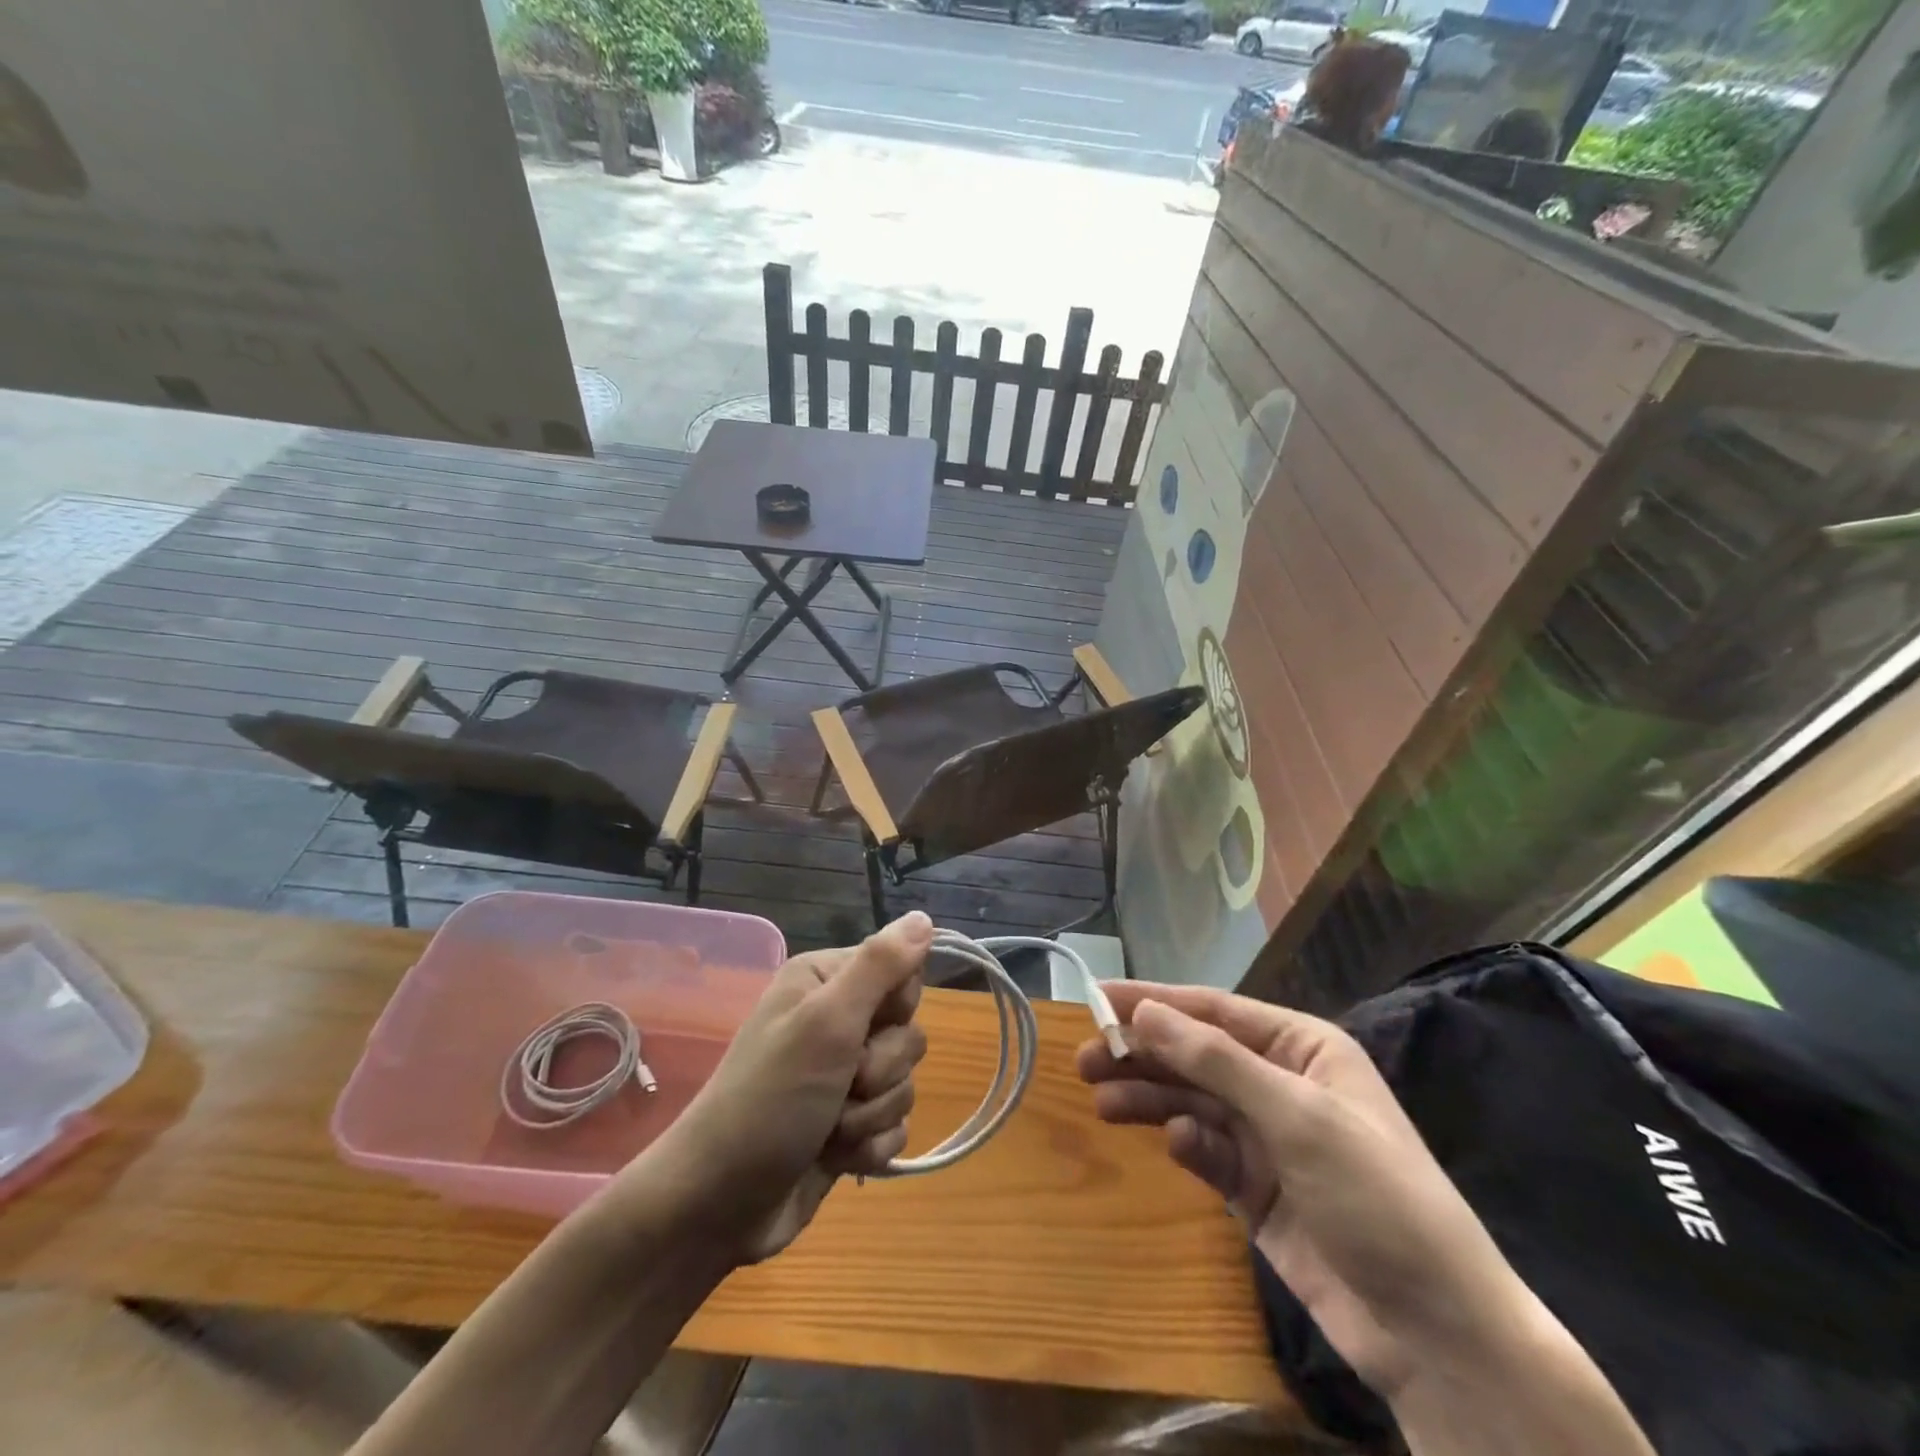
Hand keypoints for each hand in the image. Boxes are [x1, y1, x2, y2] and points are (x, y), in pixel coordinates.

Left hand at [640, 912, 931, 1264]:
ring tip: (829, 1128)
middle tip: (841, 1084)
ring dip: (872, 1114)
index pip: (901, 973)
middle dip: (881, 1070)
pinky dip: (869, 1146)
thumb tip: (923, 917)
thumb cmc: (770, 1100)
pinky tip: (835, 1157)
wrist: (717, 1206)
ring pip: (904, 1082)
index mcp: (825, 982)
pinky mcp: (849, 1126)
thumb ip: (880, 966)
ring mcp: (842, 1077)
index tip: (865, 1028)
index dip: (896, 1006)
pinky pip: (895, 1126)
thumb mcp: (826, 1022)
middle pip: (908, 1032)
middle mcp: (835, 1021)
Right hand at [1075, 983, 1539, 1399]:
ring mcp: (1268, 1138)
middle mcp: (1280, 1082)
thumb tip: (1143, 1012)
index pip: (1213, 1010)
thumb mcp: (1296, 1116)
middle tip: (1085, 1060)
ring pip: (1192, 1101)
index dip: (1153, 1001)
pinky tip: (1173, 1147)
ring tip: (1099, 1099)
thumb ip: (1215, 1060)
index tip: (1097, 997)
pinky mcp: (1256, 1189)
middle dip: (1143, 1054)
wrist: (1437, 1334)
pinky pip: (1207, 1151)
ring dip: (1149, 1097)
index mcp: (1301, 1047)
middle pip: (1195, 1055)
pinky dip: (1186, 1145)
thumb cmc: (1374, 1197)